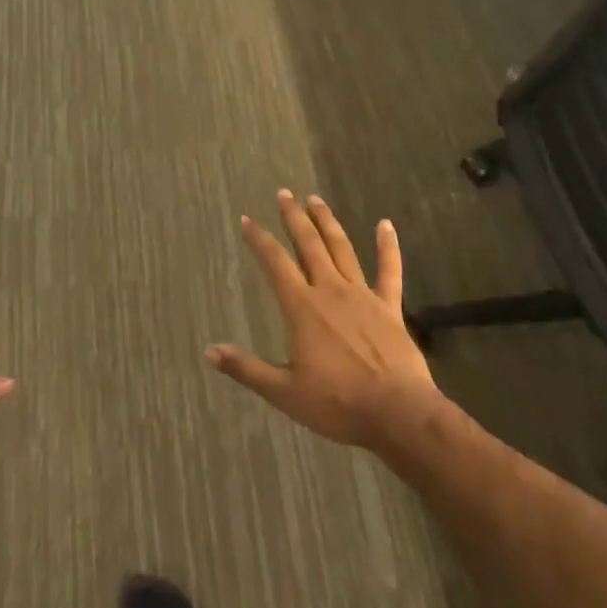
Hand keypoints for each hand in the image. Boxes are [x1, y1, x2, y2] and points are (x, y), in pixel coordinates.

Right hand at [208, 191, 440, 451]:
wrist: (397, 413)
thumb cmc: (337, 403)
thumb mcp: (284, 392)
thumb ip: (247, 369)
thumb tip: (209, 351)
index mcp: (302, 308)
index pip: (275, 264)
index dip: (259, 240)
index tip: (247, 219)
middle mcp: (330, 291)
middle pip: (309, 245)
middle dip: (294, 218)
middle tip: (284, 194)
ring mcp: (363, 295)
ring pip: (342, 249)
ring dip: (327, 222)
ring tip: (315, 199)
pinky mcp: (389, 307)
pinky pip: (389, 271)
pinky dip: (388, 246)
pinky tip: (386, 224)